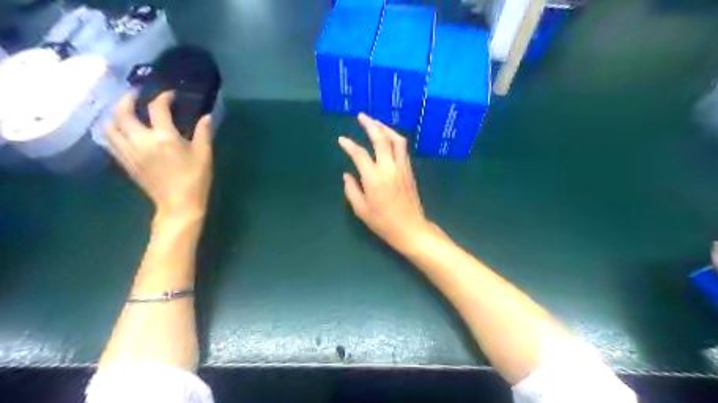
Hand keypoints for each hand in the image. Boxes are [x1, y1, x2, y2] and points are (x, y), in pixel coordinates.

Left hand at [105, 92, 212, 219]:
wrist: (179, 204)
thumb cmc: (195, 179)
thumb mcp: (204, 155)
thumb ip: (204, 132)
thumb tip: (206, 116)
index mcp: (164, 138)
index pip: (157, 108)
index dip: (163, 97)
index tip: (170, 95)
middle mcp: (141, 141)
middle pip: (122, 112)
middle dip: (128, 99)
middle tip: (137, 96)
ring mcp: (129, 152)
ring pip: (109, 126)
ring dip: (115, 114)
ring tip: (126, 112)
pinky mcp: (125, 162)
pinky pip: (109, 141)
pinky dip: (112, 130)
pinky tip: (122, 130)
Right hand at [338, 111, 430, 252]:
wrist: (411, 228)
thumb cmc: (383, 222)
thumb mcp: (361, 210)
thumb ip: (352, 190)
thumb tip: (347, 175)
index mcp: (374, 178)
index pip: (359, 154)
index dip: (349, 145)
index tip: (341, 140)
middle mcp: (389, 168)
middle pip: (381, 139)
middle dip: (370, 125)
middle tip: (362, 116)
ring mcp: (402, 167)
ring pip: (396, 140)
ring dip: (385, 128)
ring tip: (376, 123)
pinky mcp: (410, 171)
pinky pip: (402, 149)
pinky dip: (394, 138)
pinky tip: (388, 138)